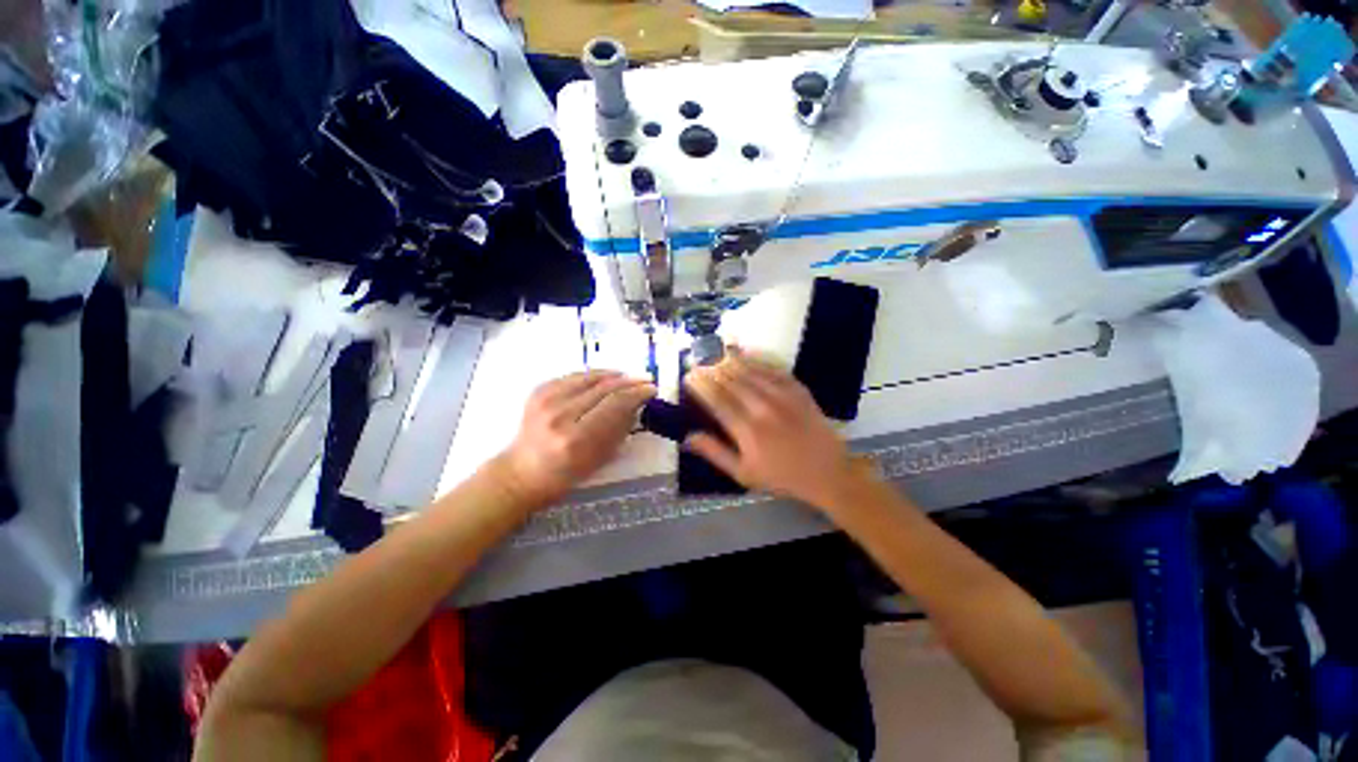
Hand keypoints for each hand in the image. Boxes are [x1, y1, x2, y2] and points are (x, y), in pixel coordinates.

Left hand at [496, 370, 654, 507]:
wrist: (523, 471)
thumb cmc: (565, 474)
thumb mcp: (599, 458)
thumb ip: (619, 428)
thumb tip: (637, 403)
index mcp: (576, 438)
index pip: (615, 404)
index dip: (637, 393)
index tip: (651, 390)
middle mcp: (560, 414)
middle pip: (604, 387)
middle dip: (630, 381)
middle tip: (646, 380)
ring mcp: (546, 399)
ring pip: (590, 376)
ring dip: (614, 375)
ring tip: (629, 377)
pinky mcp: (539, 390)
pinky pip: (574, 375)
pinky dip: (594, 375)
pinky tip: (606, 378)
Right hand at [684, 349, 864, 509]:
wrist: (827, 473)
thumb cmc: (781, 476)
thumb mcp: (743, 473)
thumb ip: (715, 453)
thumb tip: (688, 436)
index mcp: (747, 430)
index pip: (717, 401)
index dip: (701, 386)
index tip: (689, 376)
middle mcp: (763, 408)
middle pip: (732, 382)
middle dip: (712, 370)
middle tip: (699, 362)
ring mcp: (783, 397)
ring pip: (751, 372)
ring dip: (732, 361)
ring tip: (717, 354)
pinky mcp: (799, 391)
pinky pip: (775, 370)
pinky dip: (758, 360)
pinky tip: (748, 354)